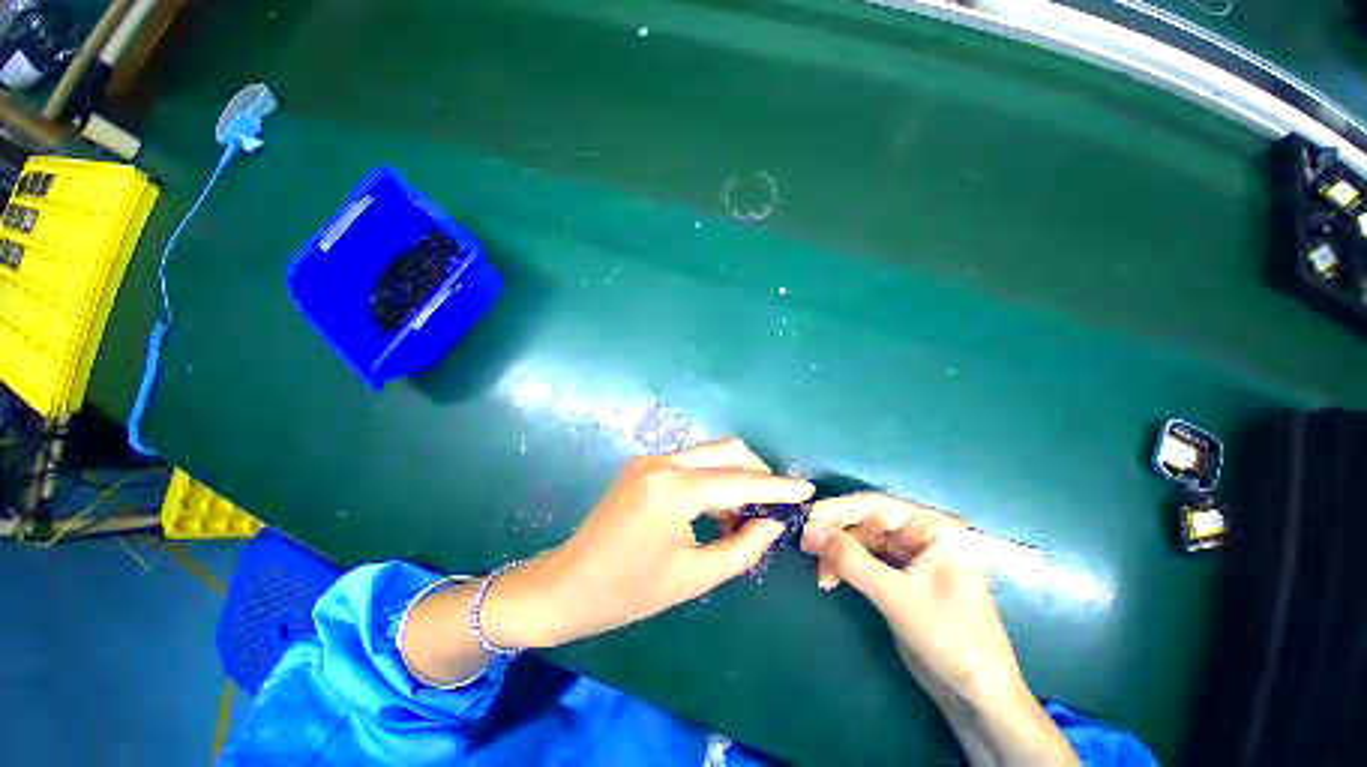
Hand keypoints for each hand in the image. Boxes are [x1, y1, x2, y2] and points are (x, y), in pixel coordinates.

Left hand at [488, 438, 814, 648]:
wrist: (566, 585)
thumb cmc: (627, 591)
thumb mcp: (693, 576)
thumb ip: (741, 547)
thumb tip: (772, 524)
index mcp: (674, 488)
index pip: (739, 480)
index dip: (777, 486)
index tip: (807, 489)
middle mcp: (663, 462)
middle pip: (726, 450)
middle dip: (757, 471)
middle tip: (775, 503)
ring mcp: (649, 460)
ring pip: (708, 454)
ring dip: (733, 477)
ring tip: (745, 515)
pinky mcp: (642, 466)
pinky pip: (689, 463)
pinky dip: (710, 480)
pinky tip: (716, 510)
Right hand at [802, 493, 1076, 765]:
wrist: (974, 696)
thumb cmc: (948, 637)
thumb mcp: (895, 595)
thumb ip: (850, 559)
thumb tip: (809, 530)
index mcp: (933, 528)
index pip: (877, 506)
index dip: (839, 509)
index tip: (807, 517)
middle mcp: (921, 536)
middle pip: (866, 522)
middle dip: (835, 534)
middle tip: (805, 545)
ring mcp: (910, 558)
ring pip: (862, 542)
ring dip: (838, 554)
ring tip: (820, 574)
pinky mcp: (900, 579)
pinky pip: (865, 561)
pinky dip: (845, 568)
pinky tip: (830, 579)